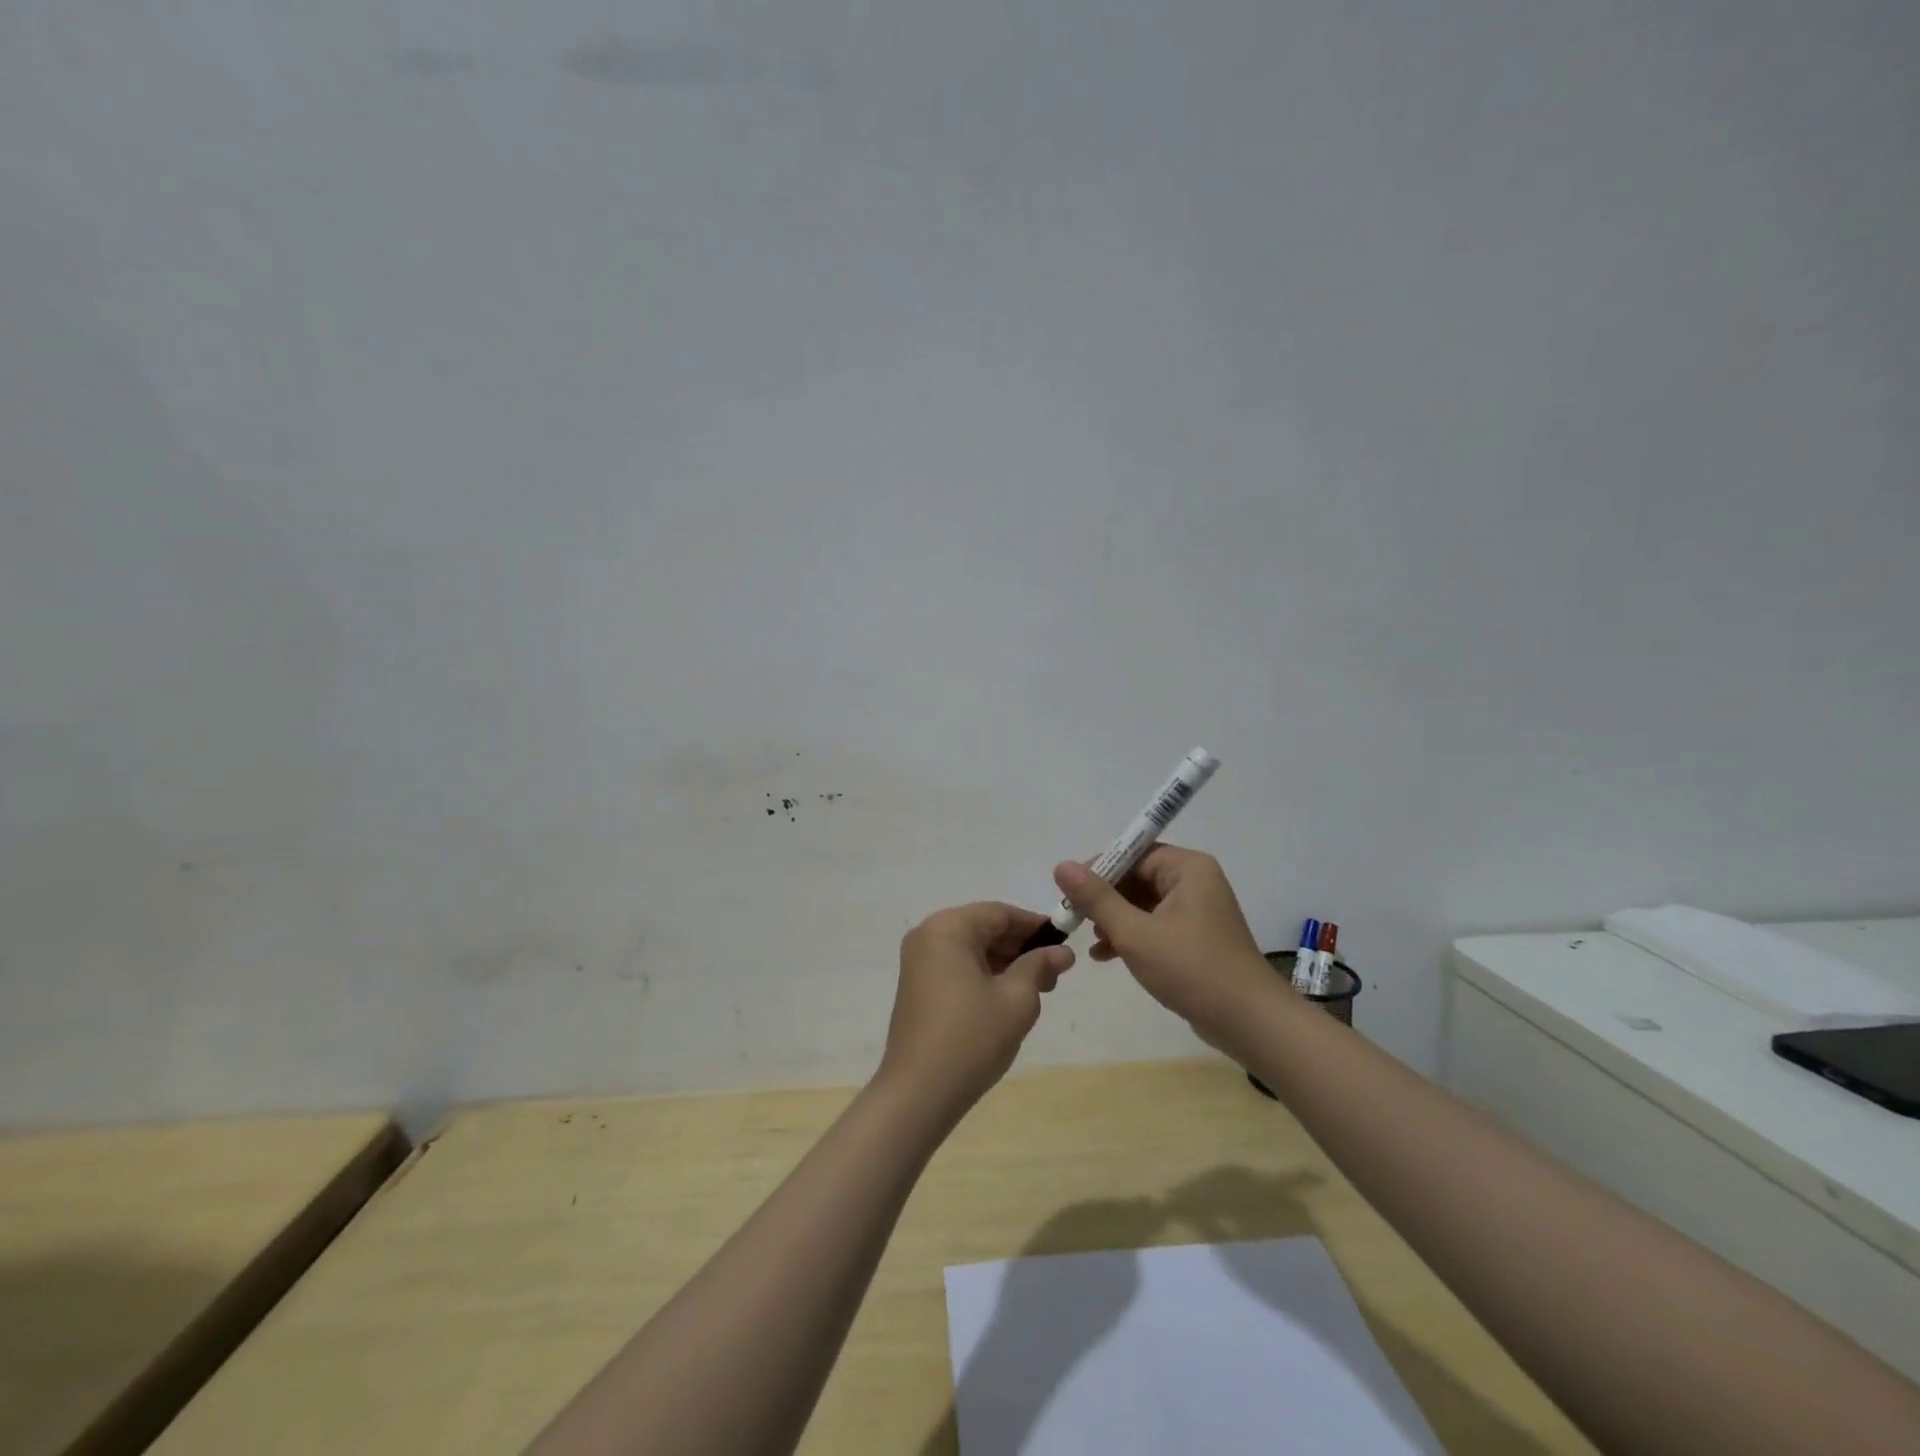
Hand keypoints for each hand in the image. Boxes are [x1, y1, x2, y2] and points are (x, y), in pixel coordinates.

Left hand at [877, 902, 1075, 1124]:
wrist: (918, 1093)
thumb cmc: (972, 1038)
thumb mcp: (1017, 999)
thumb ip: (1039, 966)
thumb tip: (1062, 952)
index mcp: (948, 928)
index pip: (1000, 913)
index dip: (1035, 926)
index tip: (1065, 943)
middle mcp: (928, 935)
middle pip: (984, 928)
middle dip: (1021, 947)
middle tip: (1055, 973)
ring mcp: (919, 962)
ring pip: (972, 949)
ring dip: (1005, 963)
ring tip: (1038, 990)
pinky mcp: (917, 986)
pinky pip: (957, 967)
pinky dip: (984, 975)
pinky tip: (1008, 998)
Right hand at [1053, 846, 1271, 1049]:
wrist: (1249, 1022)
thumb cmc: (1191, 969)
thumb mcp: (1135, 933)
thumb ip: (1097, 898)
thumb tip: (1061, 865)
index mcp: (1187, 868)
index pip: (1133, 854)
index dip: (1099, 871)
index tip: (1070, 894)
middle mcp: (1195, 881)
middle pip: (1137, 878)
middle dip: (1105, 899)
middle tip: (1076, 920)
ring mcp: (1198, 910)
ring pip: (1144, 903)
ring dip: (1115, 920)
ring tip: (1092, 942)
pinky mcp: (1197, 937)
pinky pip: (1156, 924)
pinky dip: (1133, 935)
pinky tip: (1106, 956)